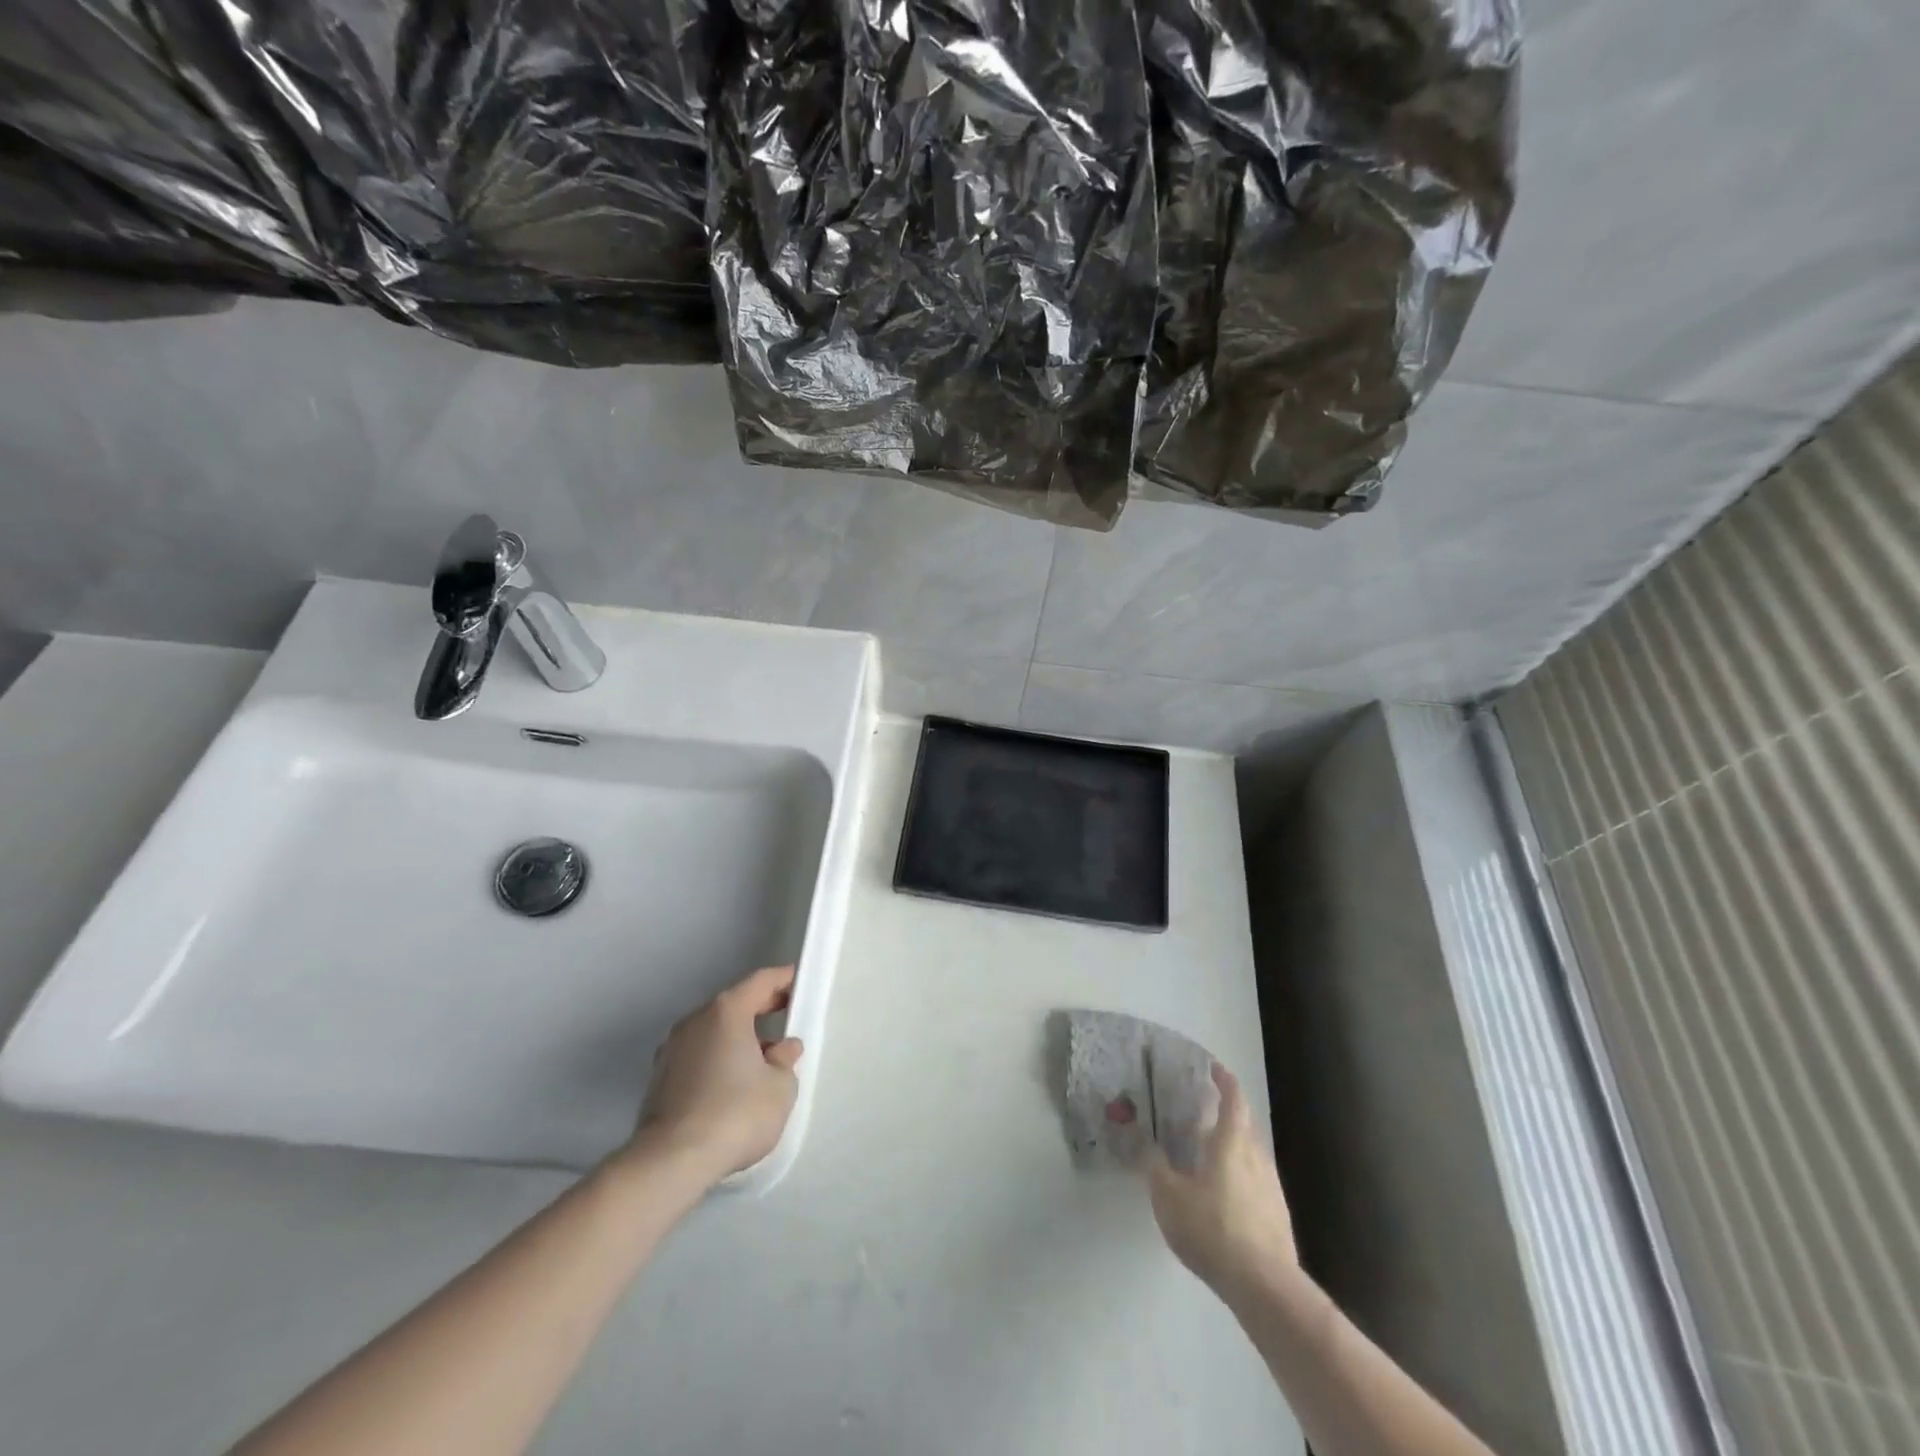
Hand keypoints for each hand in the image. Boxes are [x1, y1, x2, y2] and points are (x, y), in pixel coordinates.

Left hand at [630, 965, 804, 1184]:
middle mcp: (695, 1021)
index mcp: (726, 1012)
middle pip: (733, 1004)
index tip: (798, 981)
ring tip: (761, 1057)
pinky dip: (717, 1058)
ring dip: (737, 1037)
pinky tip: (732, 1083)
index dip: (782, 979)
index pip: (760, 982)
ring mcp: (672, 1049)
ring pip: (713, 1031)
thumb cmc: (735, 1113)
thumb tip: (782, 1048)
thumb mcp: (780, 1087)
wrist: (671, 1162)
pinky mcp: (659, 1079)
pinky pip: (698, 1055)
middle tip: (785, 1014)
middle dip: (760, 1008)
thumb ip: (785, 1060)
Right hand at [1147, 1063, 1297, 1297]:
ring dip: (1231, 1148)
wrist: (1265, 1288)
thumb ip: (1155, 1166)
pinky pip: (1254, 1182)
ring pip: (1250, 1155)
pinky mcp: (1276, 1217)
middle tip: (1200, 1112)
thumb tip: (1146, 1142)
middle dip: (1225, 1114)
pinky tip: (1221, 1196)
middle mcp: (1257, 1157)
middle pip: (1244, 1125)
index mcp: (1232, 1143)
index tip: (1213, 1067)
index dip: (1223, 1080)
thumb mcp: (1169, 1196)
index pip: (1233, 1099)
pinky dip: (1237, 1176)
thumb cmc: (1213, 1229)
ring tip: (1205, 1155)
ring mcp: (1271, 1189)